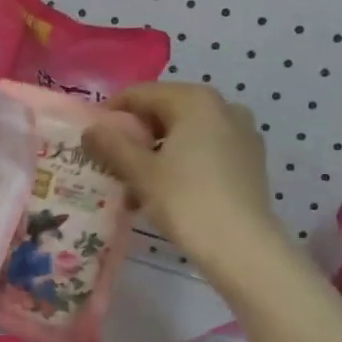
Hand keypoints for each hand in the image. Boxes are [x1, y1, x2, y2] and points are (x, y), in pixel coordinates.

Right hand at [83, 83, 278, 264]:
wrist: (243, 247)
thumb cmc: (186, 201)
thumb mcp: (140, 172)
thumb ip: (112, 145)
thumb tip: (90, 128)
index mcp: (195, 100)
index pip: (141, 94)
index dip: (111, 113)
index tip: (92, 138)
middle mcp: (223, 106)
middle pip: (165, 111)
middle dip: (136, 135)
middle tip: (112, 163)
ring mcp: (242, 132)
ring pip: (186, 133)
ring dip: (157, 152)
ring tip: (135, 185)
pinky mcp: (250, 160)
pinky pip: (206, 149)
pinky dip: (182, 161)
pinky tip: (166, 191)